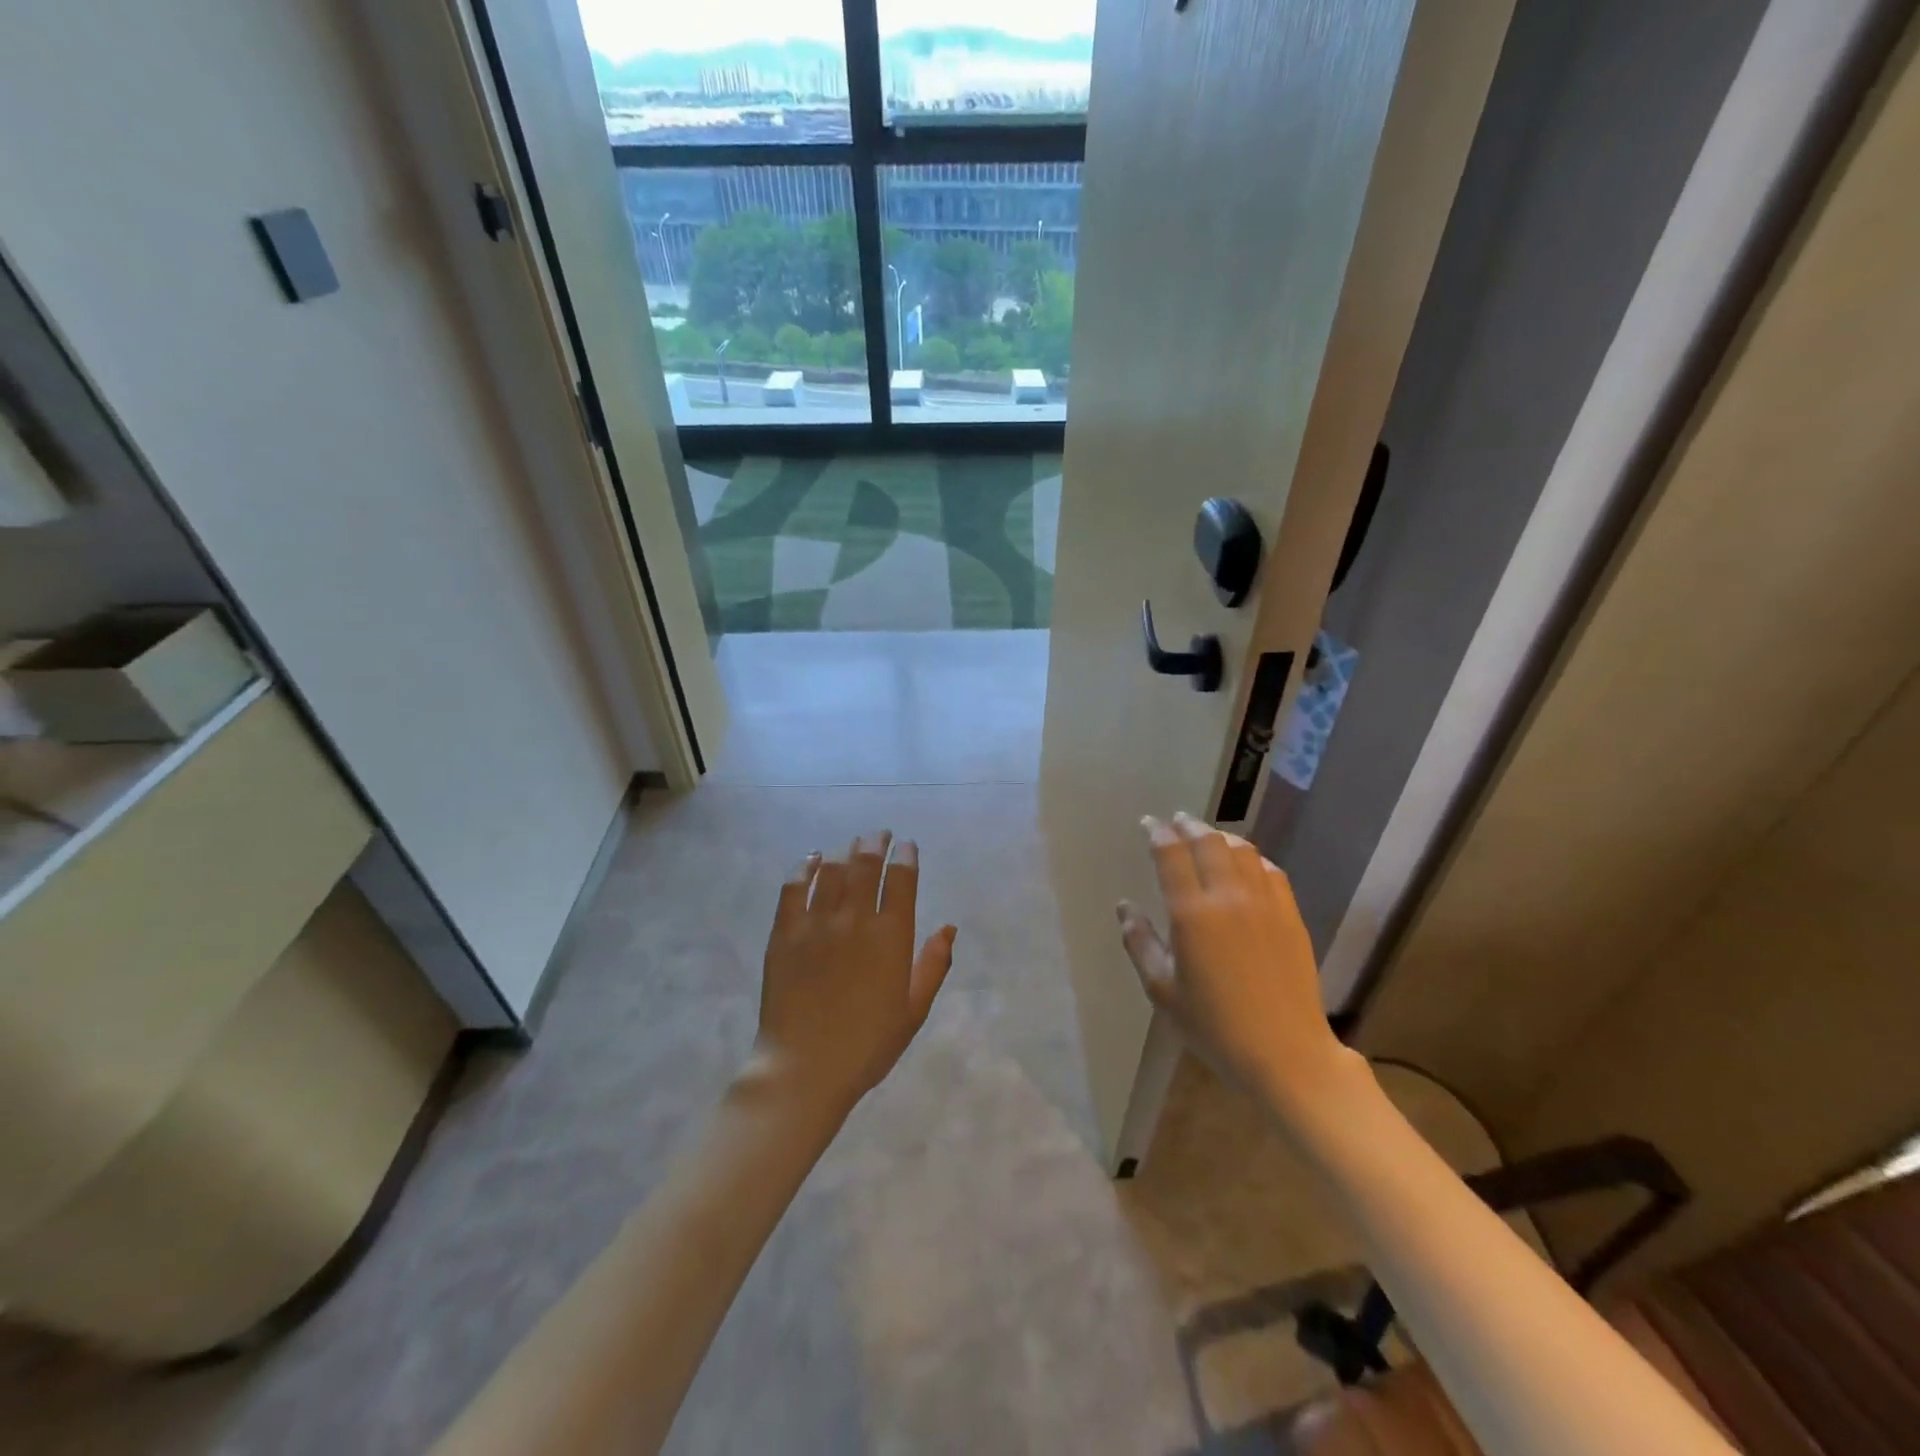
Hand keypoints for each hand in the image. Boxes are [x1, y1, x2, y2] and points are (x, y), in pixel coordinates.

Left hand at [750, 831, 957, 1123]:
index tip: (907, 846)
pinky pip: (794, 887)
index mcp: (891, 937)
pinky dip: (805, 867)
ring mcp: (816, 923)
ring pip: (832, 871)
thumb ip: (933, 966)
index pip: (901, 880)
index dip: (906, 857)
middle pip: (866, 865)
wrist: (803, 1069)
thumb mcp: (912, 1011)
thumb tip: (948, 928)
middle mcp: (855, 919)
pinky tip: (812, 859)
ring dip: (845, 852)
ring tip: (852, 845)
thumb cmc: (866, 1046)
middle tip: (880, 834)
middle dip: (876, 843)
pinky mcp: (784, 932)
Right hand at [1117, 813, 1353, 1117]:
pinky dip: (1252, 857)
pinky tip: (1246, 863)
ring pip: (1242, 850)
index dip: (1156, 832)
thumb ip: (1140, 942)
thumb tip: (1125, 907)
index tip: (1147, 824)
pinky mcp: (1291, 915)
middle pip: (1207, 841)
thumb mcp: (1162, 990)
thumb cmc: (1214, 1026)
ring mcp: (1265, 903)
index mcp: (1192, 913)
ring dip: (1220, 836)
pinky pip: (1271, 870)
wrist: (1285, 1053)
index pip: (1170, 853)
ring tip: (1207, 836)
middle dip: (1187, 825)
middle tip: (1174, 821)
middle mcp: (1229, 896)